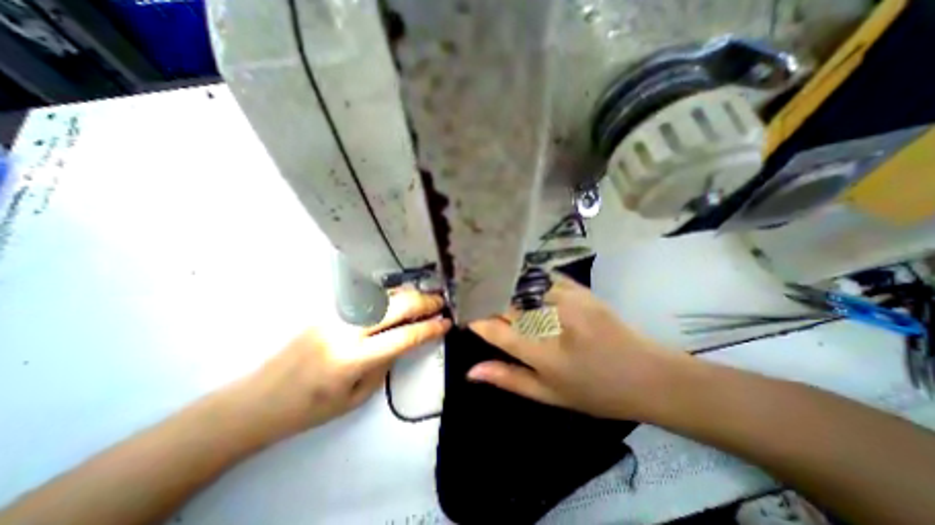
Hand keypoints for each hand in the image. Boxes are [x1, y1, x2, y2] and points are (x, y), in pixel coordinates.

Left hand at [242, 290, 450, 439]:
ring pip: (383, 296)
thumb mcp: (358, 395)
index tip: (447, 322)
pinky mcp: (329, 309)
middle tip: (441, 301)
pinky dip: (391, 296)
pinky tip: (402, 297)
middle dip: (423, 302)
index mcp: (353, 358)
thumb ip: (386, 363)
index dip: (429, 328)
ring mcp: (336, 315)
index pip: (404, 336)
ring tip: (427, 296)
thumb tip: (406, 339)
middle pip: (396, 306)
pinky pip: (369, 299)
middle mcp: (346, 329)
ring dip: (409, 294)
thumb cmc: (311, 408)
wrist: (259, 399)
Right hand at [472, 272, 685, 419]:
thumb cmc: (597, 392)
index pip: (497, 330)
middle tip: (476, 300)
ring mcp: (568, 301)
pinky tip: (520, 281)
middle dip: (488, 301)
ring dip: (505, 288)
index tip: (466, 315)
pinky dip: (528, 280)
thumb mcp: (550, 395)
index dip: (478, 321)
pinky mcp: (580, 290)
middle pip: (508, 304)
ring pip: (523, 287)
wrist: (648, 375)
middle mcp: (552, 322)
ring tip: (492, 288)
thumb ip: (509, 379)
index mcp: (543, 353)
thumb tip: (471, 371)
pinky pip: (544, 278)